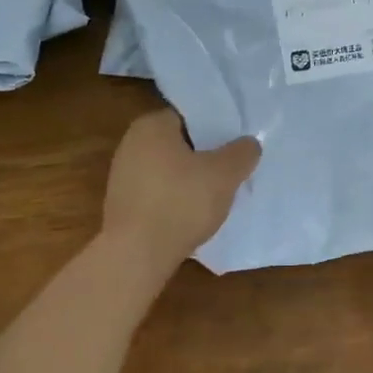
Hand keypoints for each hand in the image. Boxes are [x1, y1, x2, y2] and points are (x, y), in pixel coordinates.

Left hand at [102, 109, 260, 269]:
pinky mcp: (123, 205)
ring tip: (219, 194)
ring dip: (192, 180)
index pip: (191, 116)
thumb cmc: (180, 203)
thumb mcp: (224, 174)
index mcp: (151, 126)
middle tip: (233, 169)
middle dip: (206, 155)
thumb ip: (242, 153)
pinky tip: (195, 215)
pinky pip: (159, 193)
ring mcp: (123, 176)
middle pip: (180, 143)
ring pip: (170, 170)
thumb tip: (249, 143)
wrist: (136, 255)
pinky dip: (177, 199)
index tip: (237, 144)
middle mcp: (131, 144)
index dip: (217, 128)